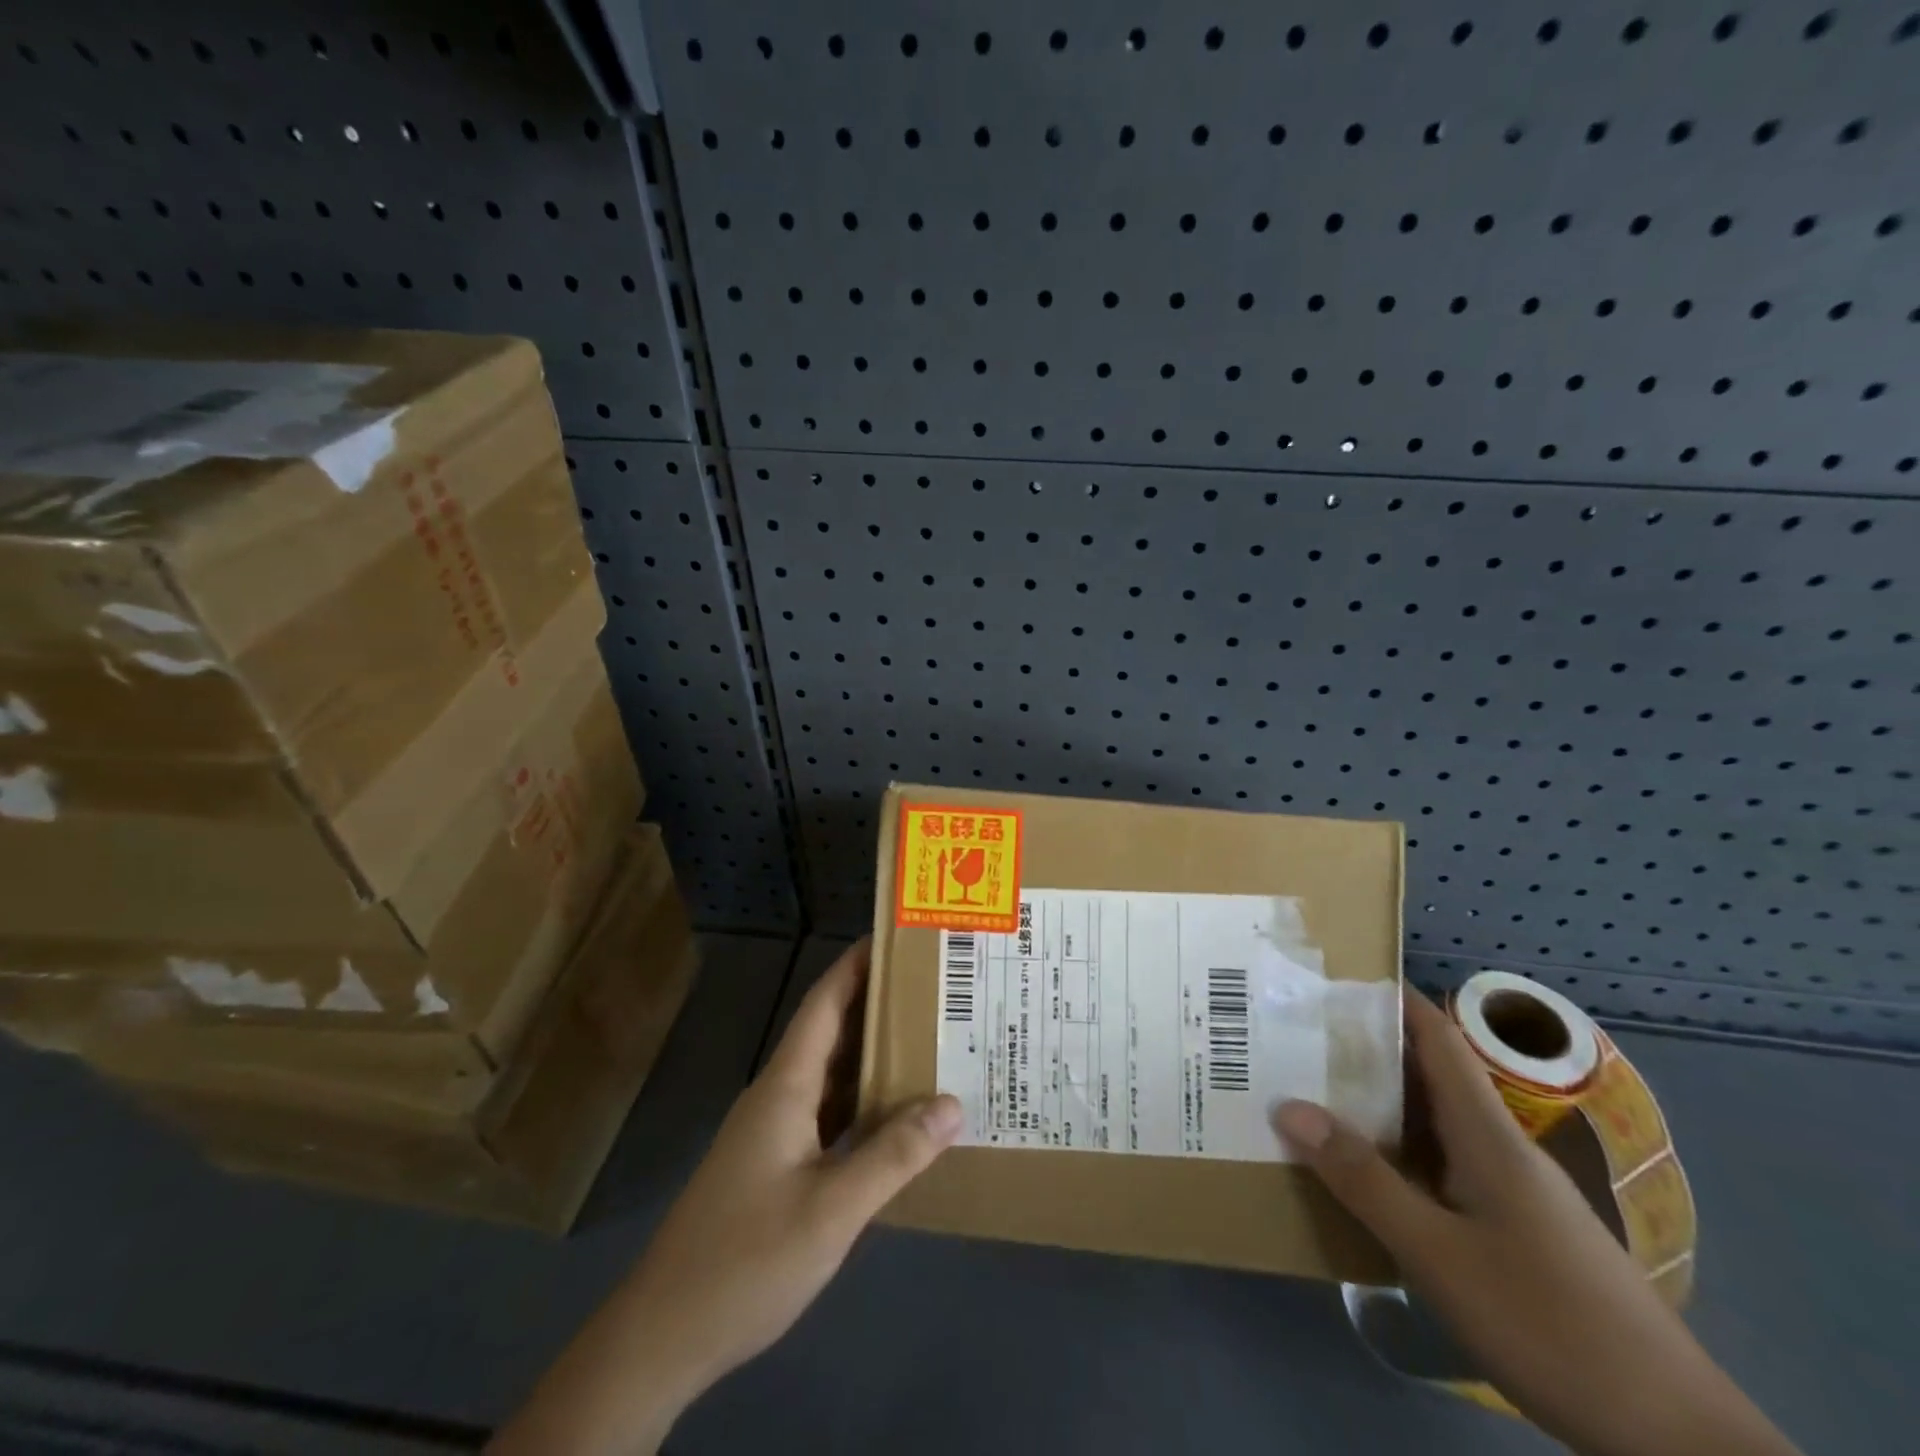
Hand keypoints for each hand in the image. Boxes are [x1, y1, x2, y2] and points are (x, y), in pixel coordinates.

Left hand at [492, 939, 961, 1453]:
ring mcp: (775, 1131)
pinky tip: (896, 1114)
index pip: (824, 1004)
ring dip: (873, 1054)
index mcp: (786, 1086)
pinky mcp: (776, 1164)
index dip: (856, 966)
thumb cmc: (747, 1259)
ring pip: (831, 1074)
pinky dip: (863, 1102)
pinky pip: (828, 1113)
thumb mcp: (831, 1209)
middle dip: (878, 1005)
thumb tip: (952, 1103)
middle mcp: (779, 1095)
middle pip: (831, 1032)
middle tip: (935, 988)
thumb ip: (893, 1155)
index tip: (897, 937)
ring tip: (929, 1038)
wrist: (665, 1334)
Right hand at [1274, 991, 1795, 1455]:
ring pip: (1435, 1125)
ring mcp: (1513, 1192)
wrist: (1674, 1437)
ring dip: (1378, 1105)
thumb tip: (1289, 1107)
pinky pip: (1444, 1168)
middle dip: (1366, 1051)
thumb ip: (1362, 1179)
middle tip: (1299, 1040)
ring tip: (1315, 1097)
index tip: (1334, 979)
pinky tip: (1368, 1177)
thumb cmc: (1549, 1322)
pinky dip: (1399, 1154)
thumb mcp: (1437, 1252)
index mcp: (1486, 1133)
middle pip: (1429, 1076)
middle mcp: (1500, 1148)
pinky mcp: (1518, 1232)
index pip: (1438, 1039)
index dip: (1392, 1000)